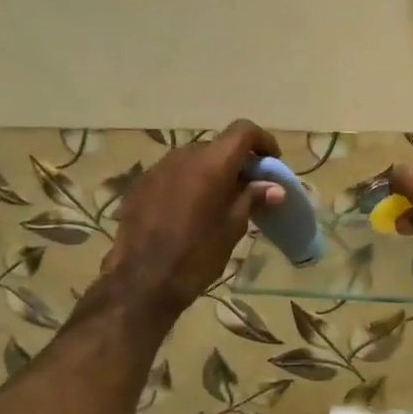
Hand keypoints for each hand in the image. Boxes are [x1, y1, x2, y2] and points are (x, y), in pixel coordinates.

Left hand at [102, 120, 285, 317]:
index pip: (243, 131)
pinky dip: (186, 183)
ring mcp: (157, 169)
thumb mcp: (232, 228)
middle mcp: (184, 156)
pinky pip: (171, 175)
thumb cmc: (197, 255)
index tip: (271, 161)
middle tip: (247, 187)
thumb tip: (273, 188)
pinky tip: (187, 212)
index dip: (262, 141)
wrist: (142, 282)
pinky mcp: (139, 186)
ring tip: (216, 201)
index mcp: (212, 163)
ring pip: (192, 159)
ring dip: (209, 172)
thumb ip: (252, 198)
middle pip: (217, 146)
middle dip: (235, 161)